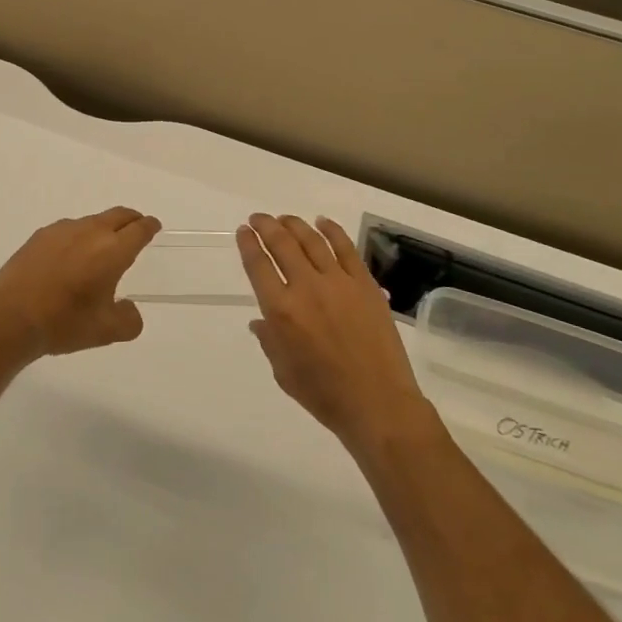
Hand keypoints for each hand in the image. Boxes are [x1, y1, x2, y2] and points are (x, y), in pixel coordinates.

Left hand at [0, 207, 159, 361]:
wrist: (10, 317)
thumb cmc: (64, 323)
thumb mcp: (106, 332)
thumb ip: (128, 320)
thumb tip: (129, 308)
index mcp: (113, 251)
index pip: (139, 229)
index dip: (149, 226)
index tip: (153, 226)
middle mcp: (90, 232)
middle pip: (118, 215)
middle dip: (131, 219)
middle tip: (136, 227)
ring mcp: (62, 231)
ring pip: (91, 221)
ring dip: (102, 228)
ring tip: (100, 247)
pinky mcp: (39, 236)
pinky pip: (67, 230)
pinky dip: (77, 237)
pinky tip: (69, 256)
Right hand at [238, 214, 431, 455]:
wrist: (378, 403)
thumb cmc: (324, 394)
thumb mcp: (283, 371)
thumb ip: (269, 340)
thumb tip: (260, 321)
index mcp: (281, 311)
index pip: (258, 265)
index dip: (248, 244)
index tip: (243, 232)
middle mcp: (306, 288)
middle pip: (282, 244)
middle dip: (266, 226)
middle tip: (258, 218)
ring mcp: (338, 283)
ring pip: (312, 240)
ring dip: (294, 224)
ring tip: (284, 218)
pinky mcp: (365, 284)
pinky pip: (346, 249)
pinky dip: (332, 231)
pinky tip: (322, 222)